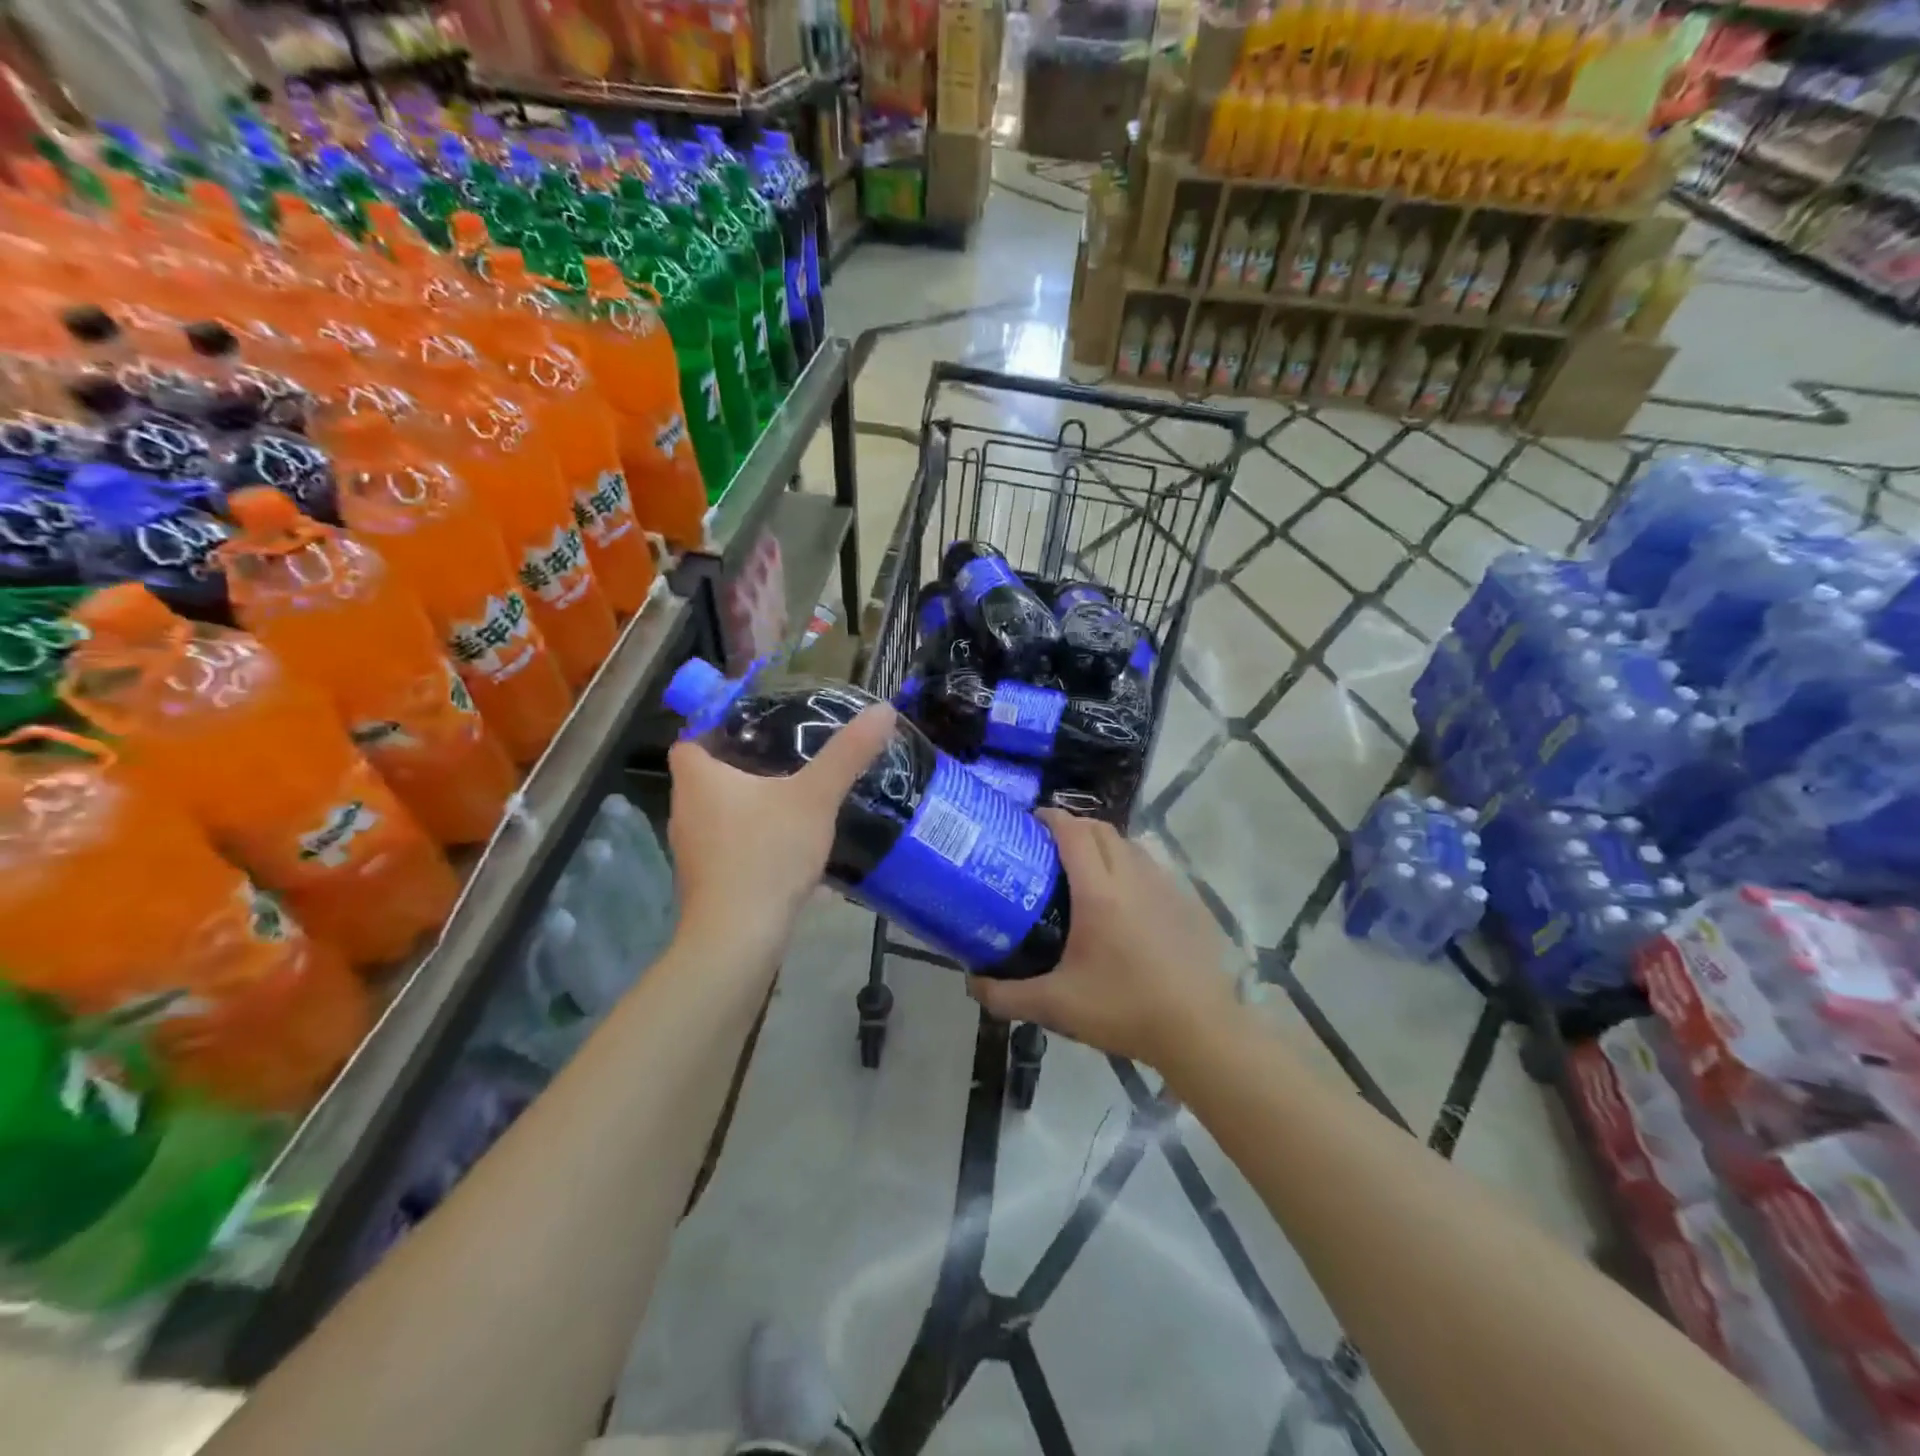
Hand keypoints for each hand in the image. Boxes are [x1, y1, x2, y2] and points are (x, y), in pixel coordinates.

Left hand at [666, 704, 894, 959]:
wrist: (738, 938)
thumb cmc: (767, 854)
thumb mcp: (815, 797)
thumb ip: (848, 754)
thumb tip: (884, 710)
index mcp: (698, 780)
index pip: (691, 740)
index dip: (718, 730)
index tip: (758, 730)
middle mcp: (685, 811)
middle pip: (708, 778)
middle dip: (744, 769)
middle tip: (788, 761)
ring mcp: (692, 852)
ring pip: (721, 816)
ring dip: (752, 810)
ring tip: (794, 803)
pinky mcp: (707, 883)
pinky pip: (731, 850)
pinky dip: (756, 845)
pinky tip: (792, 852)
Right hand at [967, 811, 1237, 1068]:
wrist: (1200, 1030)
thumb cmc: (1125, 1009)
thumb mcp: (1056, 1006)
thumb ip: (1006, 995)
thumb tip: (971, 983)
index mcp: (1099, 892)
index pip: (1073, 832)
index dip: (1050, 818)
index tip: (1029, 823)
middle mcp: (1132, 877)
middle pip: (1101, 829)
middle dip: (1073, 827)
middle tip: (1048, 847)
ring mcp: (1164, 886)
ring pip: (1129, 845)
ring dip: (1103, 844)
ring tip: (1084, 869)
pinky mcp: (1186, 901)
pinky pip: (1151, 866)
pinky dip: (1129, 865)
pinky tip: (1124, 900)